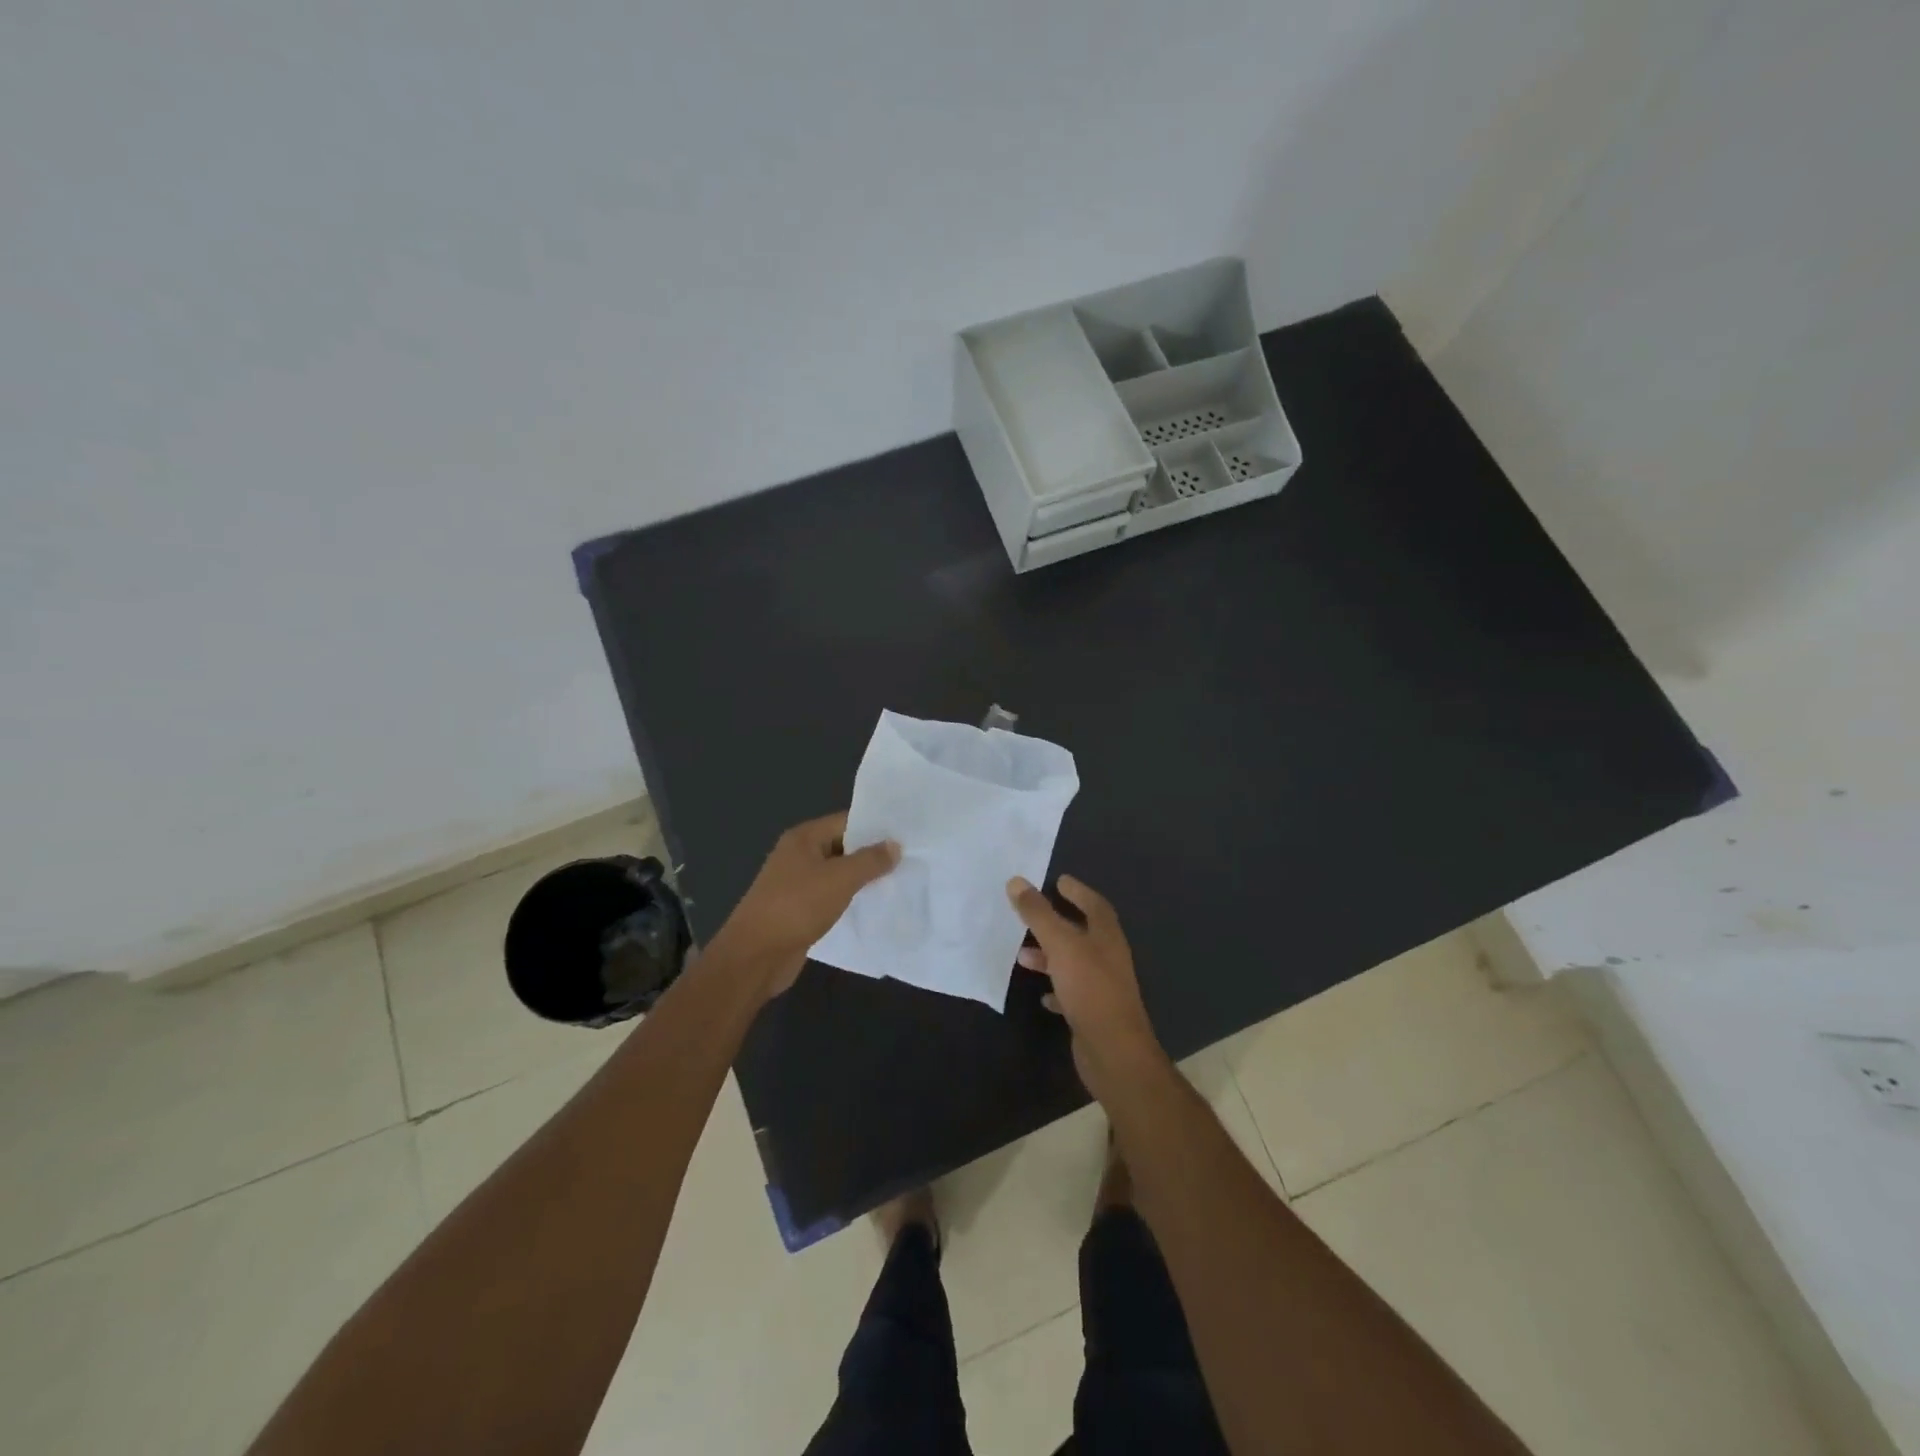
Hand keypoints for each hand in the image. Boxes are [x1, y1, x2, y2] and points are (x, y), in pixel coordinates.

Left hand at [711, 812, 899, 997]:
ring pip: (837, 874)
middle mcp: (798, 855)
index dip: (875, 827)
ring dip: (862, 879)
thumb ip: (870, 860)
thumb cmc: (797, 906)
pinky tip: (873, 905)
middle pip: (842, 847)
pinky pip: (831, 897)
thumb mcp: (840, 879)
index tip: (907, 835)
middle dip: (872, 854)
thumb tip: (895, 845)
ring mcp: (796, 883)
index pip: (846, 822)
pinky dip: (850, 899)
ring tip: (898, 881)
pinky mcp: (799, 910)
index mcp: (804, 838)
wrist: (756, 955)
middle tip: (909, 859)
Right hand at [1007, 875, 1167, 1099]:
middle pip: (1082, 933)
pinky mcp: (1093, 1013)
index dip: (1078, 892)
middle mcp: (1108, 958)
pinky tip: (1042, 995)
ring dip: (1050, 957)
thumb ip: (1039, 914)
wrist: (1113, 1051)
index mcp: (1107, 937)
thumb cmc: (1090, 988)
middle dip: (1057, 923)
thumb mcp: (1060, 944)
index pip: (1094, 905)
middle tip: (1032, 914)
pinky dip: (1055, 989)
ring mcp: (1102, 987)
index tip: (1059, 881)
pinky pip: (1071, 993)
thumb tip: (1017, 881)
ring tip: (1022, 956)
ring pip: (1073, 963)